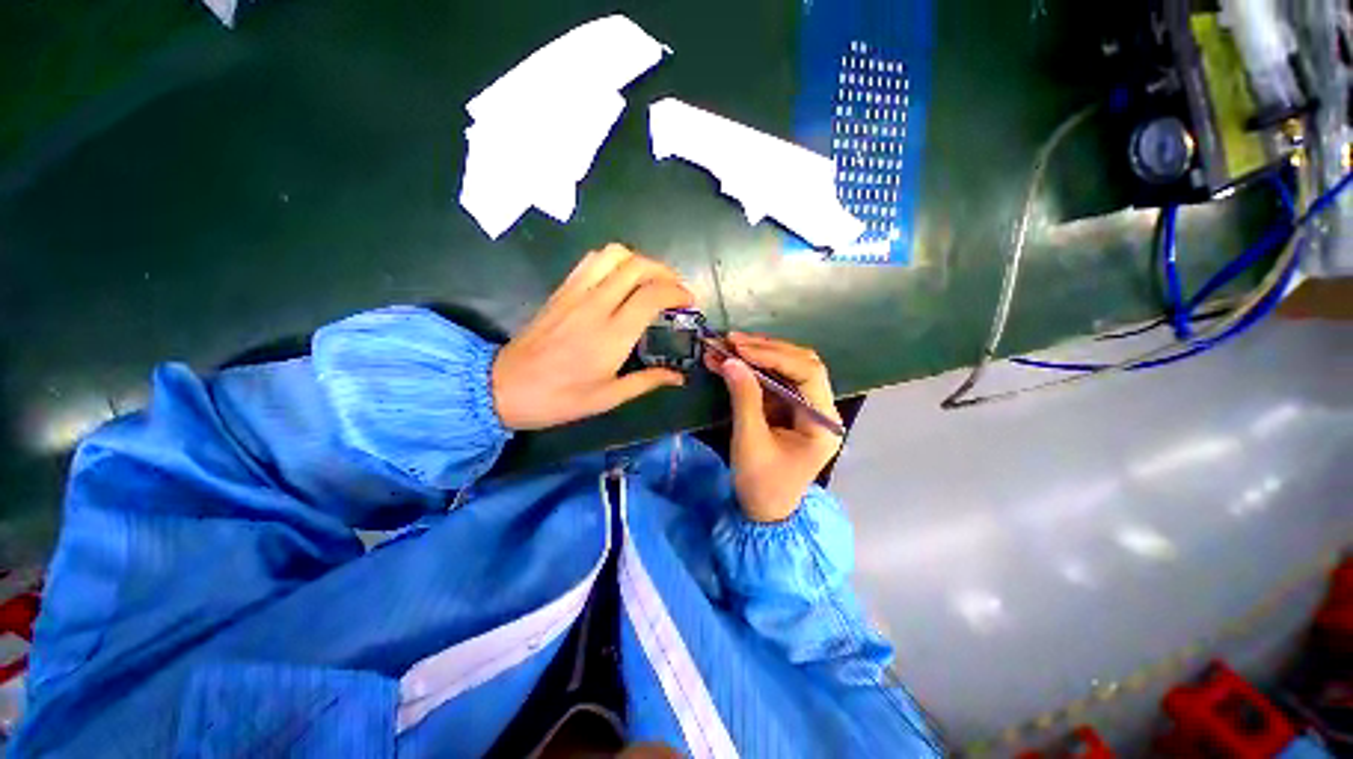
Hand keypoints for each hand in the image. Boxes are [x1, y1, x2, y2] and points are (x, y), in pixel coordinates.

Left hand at [492, 244, 693, 430]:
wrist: (505, 387)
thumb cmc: (560, 398)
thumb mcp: (608, 397)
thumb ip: (647, 381)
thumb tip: (679, 378)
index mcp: (612, 335)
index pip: (652, 295)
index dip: (676, 292)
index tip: (688, 302)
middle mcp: (596, 305)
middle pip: (637, 266)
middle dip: (664, 271)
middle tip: (675, 288)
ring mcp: (575, 293)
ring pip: (614, 254)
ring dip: (639, 261)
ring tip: (650, 280)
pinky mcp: (561, 290)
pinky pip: (591, 260)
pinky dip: (614, 260)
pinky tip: (620, 278)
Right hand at [705, 333, 843, 522]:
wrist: (763, 511)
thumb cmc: (762, 484)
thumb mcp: (750, 442)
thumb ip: (743, 399)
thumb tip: (730, 361)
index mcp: (822, 421)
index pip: (808, 373)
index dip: (775, 356)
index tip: (740, 348)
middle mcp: (820, 408)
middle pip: (800, 364)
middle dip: (764, 350)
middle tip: (731, 341)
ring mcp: (803, 406)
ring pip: (785, 368)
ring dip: (755, 355)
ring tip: (725, 345)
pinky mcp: (787, 407)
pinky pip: (772, 379)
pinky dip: (750, 368)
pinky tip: (729, 360)